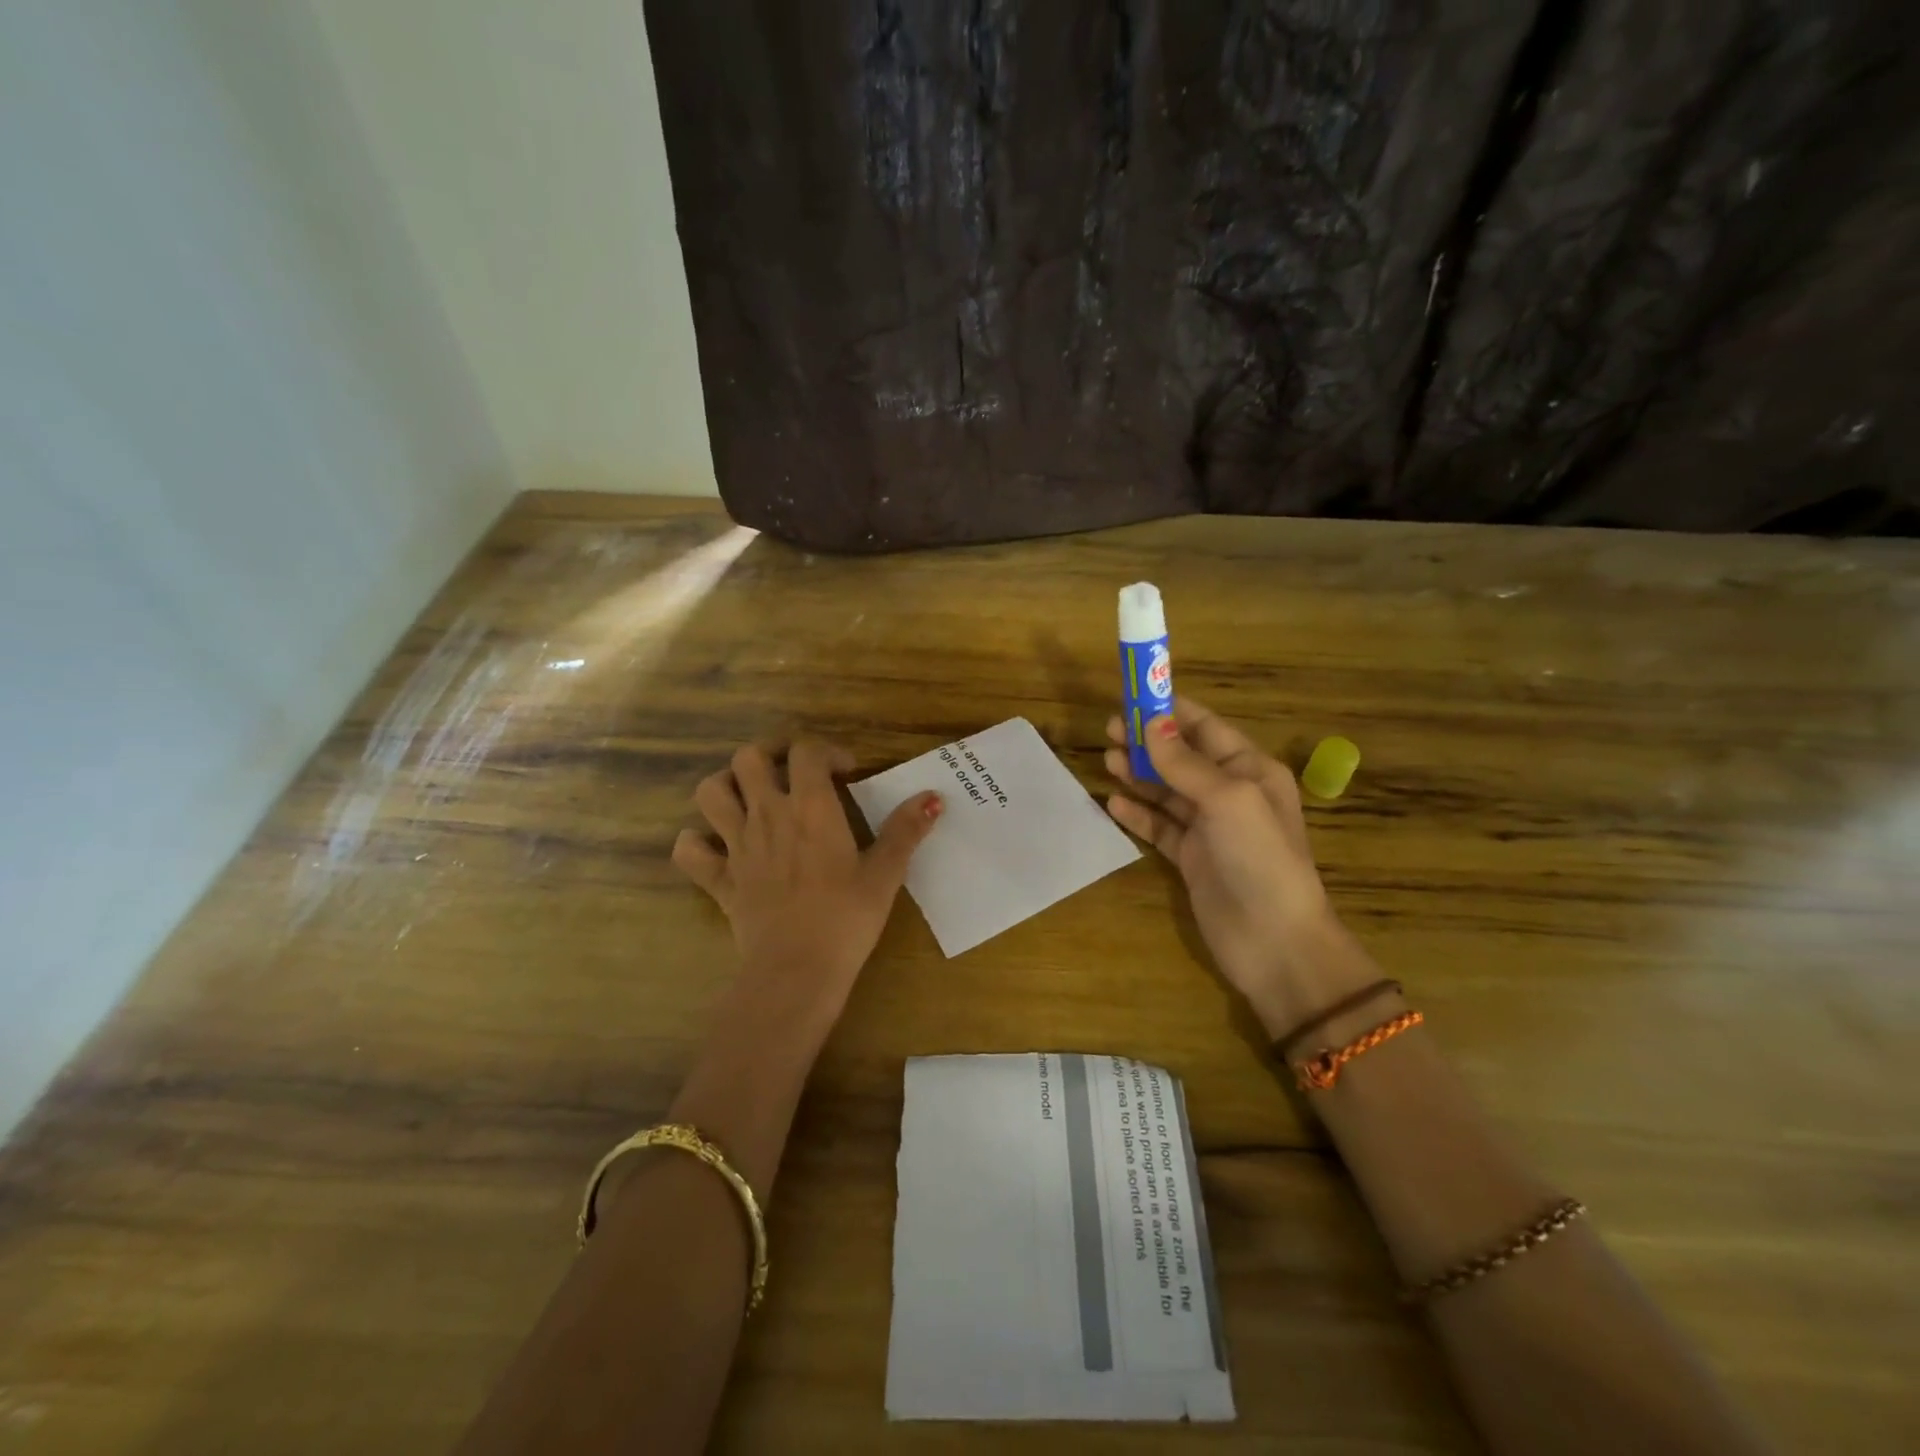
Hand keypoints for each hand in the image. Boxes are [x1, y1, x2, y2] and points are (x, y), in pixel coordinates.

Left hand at [672, 738, 941, 1014]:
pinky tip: (716, 846)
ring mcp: (737, 846)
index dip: (826, 751)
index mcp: (810, 807)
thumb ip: (906, 831)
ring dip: (727, 786)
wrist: (796, 971)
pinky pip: (689, 851)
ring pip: (710, 792)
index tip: (846, 773)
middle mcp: (767, 815)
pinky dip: (697, 842)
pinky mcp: (719, 880)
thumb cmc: (846, 919)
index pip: (805, 751)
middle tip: (793, 772)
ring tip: (751, 798)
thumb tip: (933, 797)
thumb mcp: (885, 874)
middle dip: (769, 754)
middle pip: (747, 758)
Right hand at [1105, 700, 1362, 1035]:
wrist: (1274, 942)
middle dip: (1147, 742)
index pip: (1205, 728)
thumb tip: (1151, 723)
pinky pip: (1160, 827)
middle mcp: (1230, 794)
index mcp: (1250, 770)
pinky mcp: (1192, 859)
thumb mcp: (1226, 800)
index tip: (1132, 698)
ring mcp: (1210, 828)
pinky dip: (1138, 813)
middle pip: (1181, 757)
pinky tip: (1112, 803)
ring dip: (1138, 774)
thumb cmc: (1259, 858)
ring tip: (1106, 760)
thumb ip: (1185, 763)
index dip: (1170, 711)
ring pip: (1167, 790)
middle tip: (1109, 730)